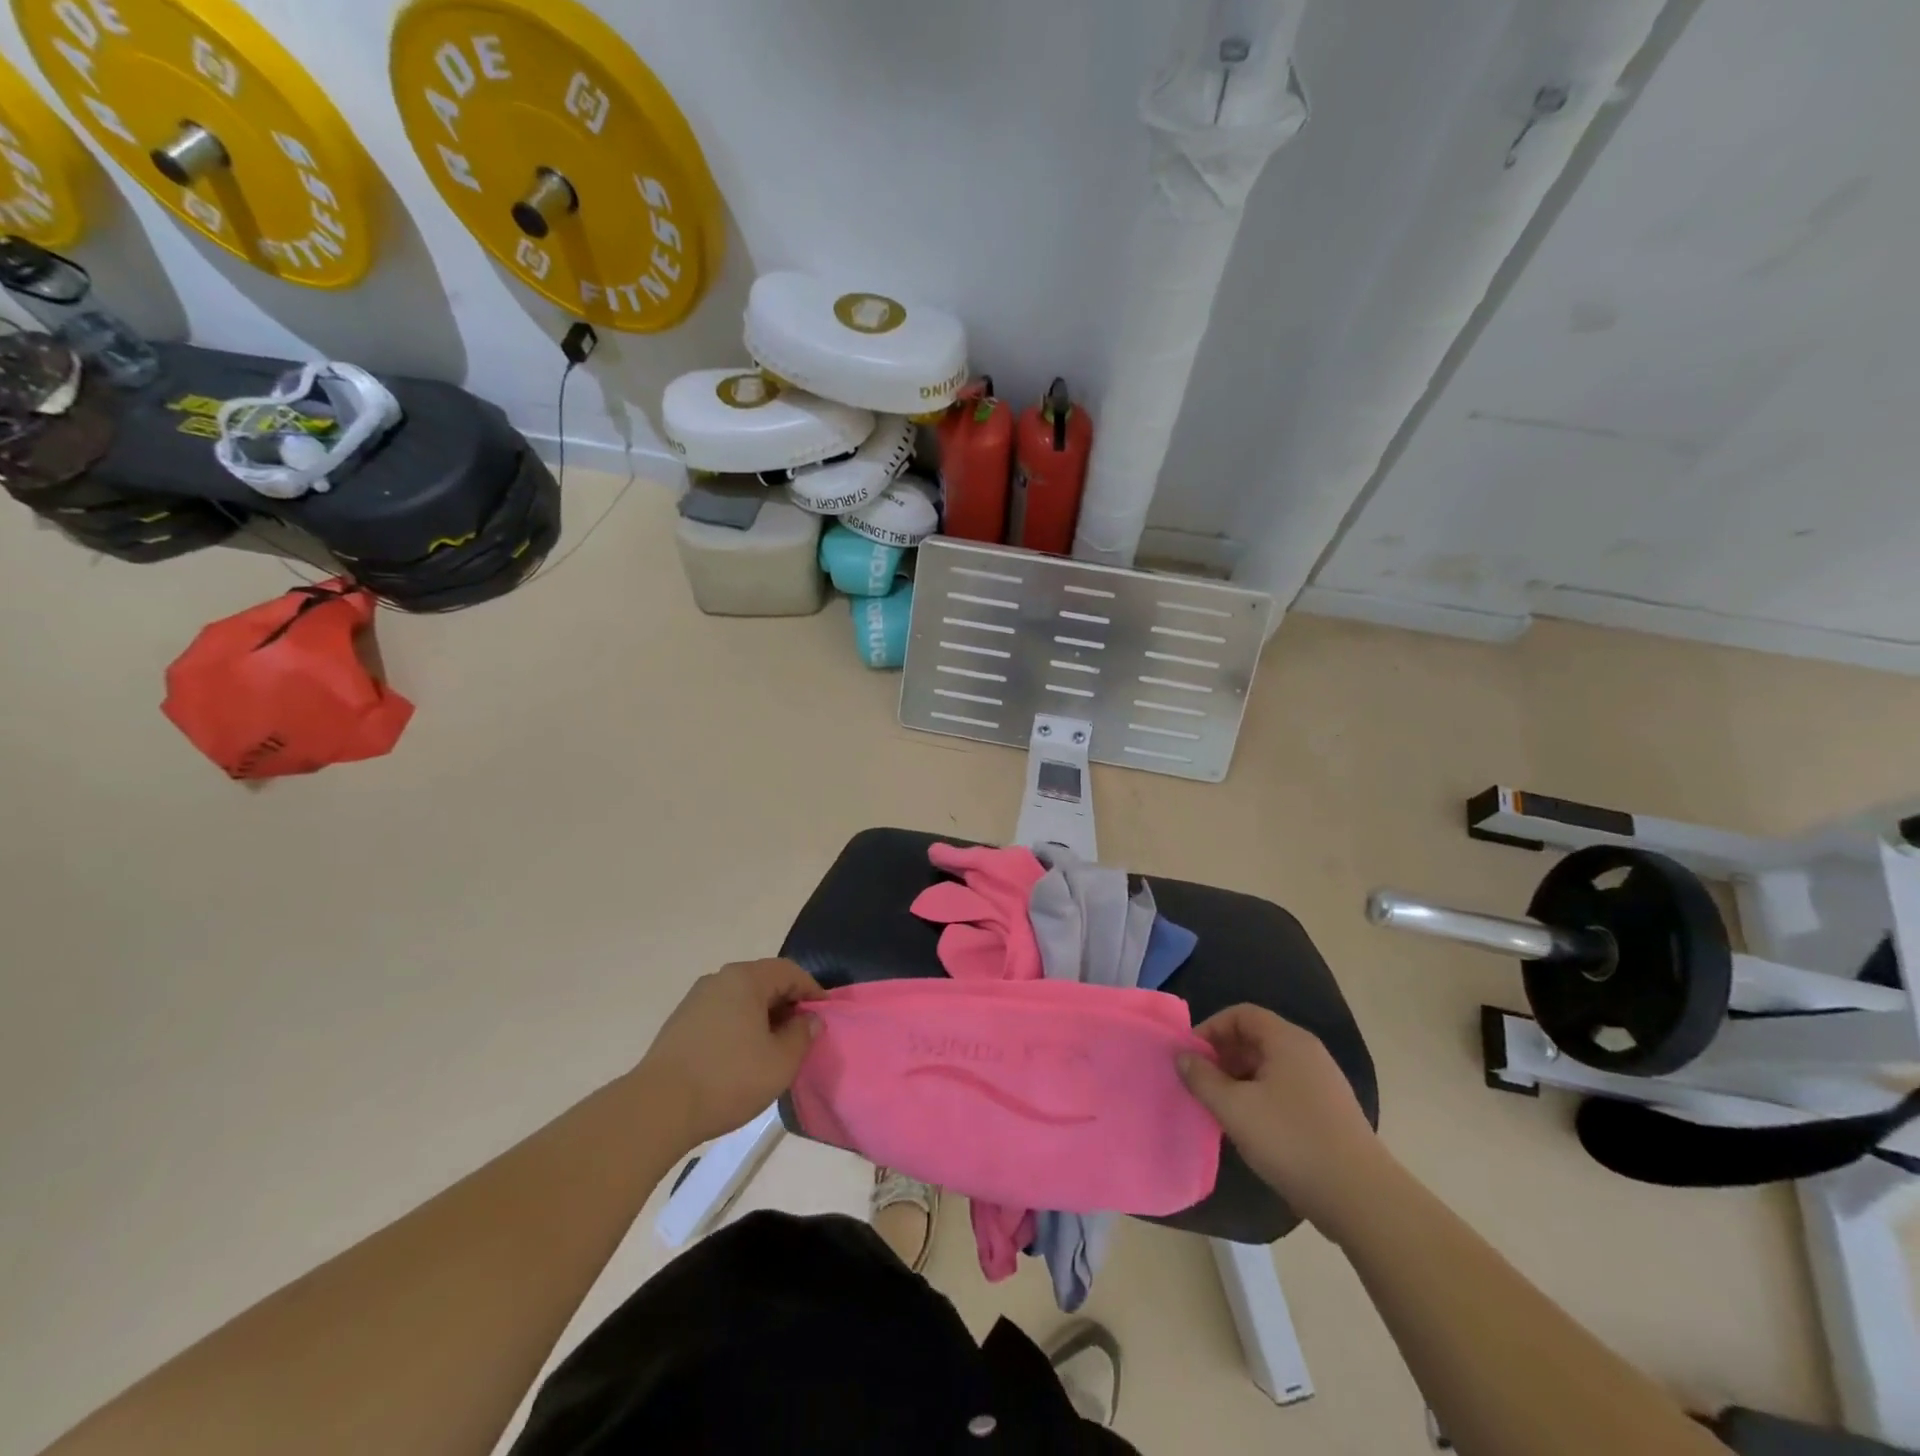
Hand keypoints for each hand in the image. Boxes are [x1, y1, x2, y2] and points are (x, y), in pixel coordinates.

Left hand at [637, 959, 823, 1145]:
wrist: (657, 1109)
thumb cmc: (728, 1079)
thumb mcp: (780, 1062)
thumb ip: (802, 1035)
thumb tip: (809, 1019)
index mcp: (745, 979)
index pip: (789, 971)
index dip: (812, 991)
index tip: (825, 1016)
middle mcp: (719, 979)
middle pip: (764, 981)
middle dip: (787, 1004)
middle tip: (802, 1033)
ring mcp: (695, 1000)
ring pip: (741, 999)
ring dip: (763, 1017)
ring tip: (774, 1048)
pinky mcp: (680, 1023)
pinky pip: (722, 1014)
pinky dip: (740, 1027)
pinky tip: (742, 1057)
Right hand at [1178, 1004, 1383, 1231]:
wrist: (1362, 1198)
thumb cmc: (1291, 1140)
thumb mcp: (1234, 1108)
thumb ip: (1202, 1078)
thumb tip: (1182, 1056)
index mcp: (1287, 1040)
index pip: (1241, 1014)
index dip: (1211, 1029)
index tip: (1191, 1057)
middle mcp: (1307, 1052)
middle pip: (1255, 1038)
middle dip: (1222, 1056)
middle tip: (1200, 1083)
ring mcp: (1322, 1083)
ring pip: (1269, 1066)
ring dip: (1239, 1079)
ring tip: (1220, 1108)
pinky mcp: (1329, 1112)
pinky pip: (1284, 1090)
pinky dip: (1260, 1098)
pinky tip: (1250, 1128)